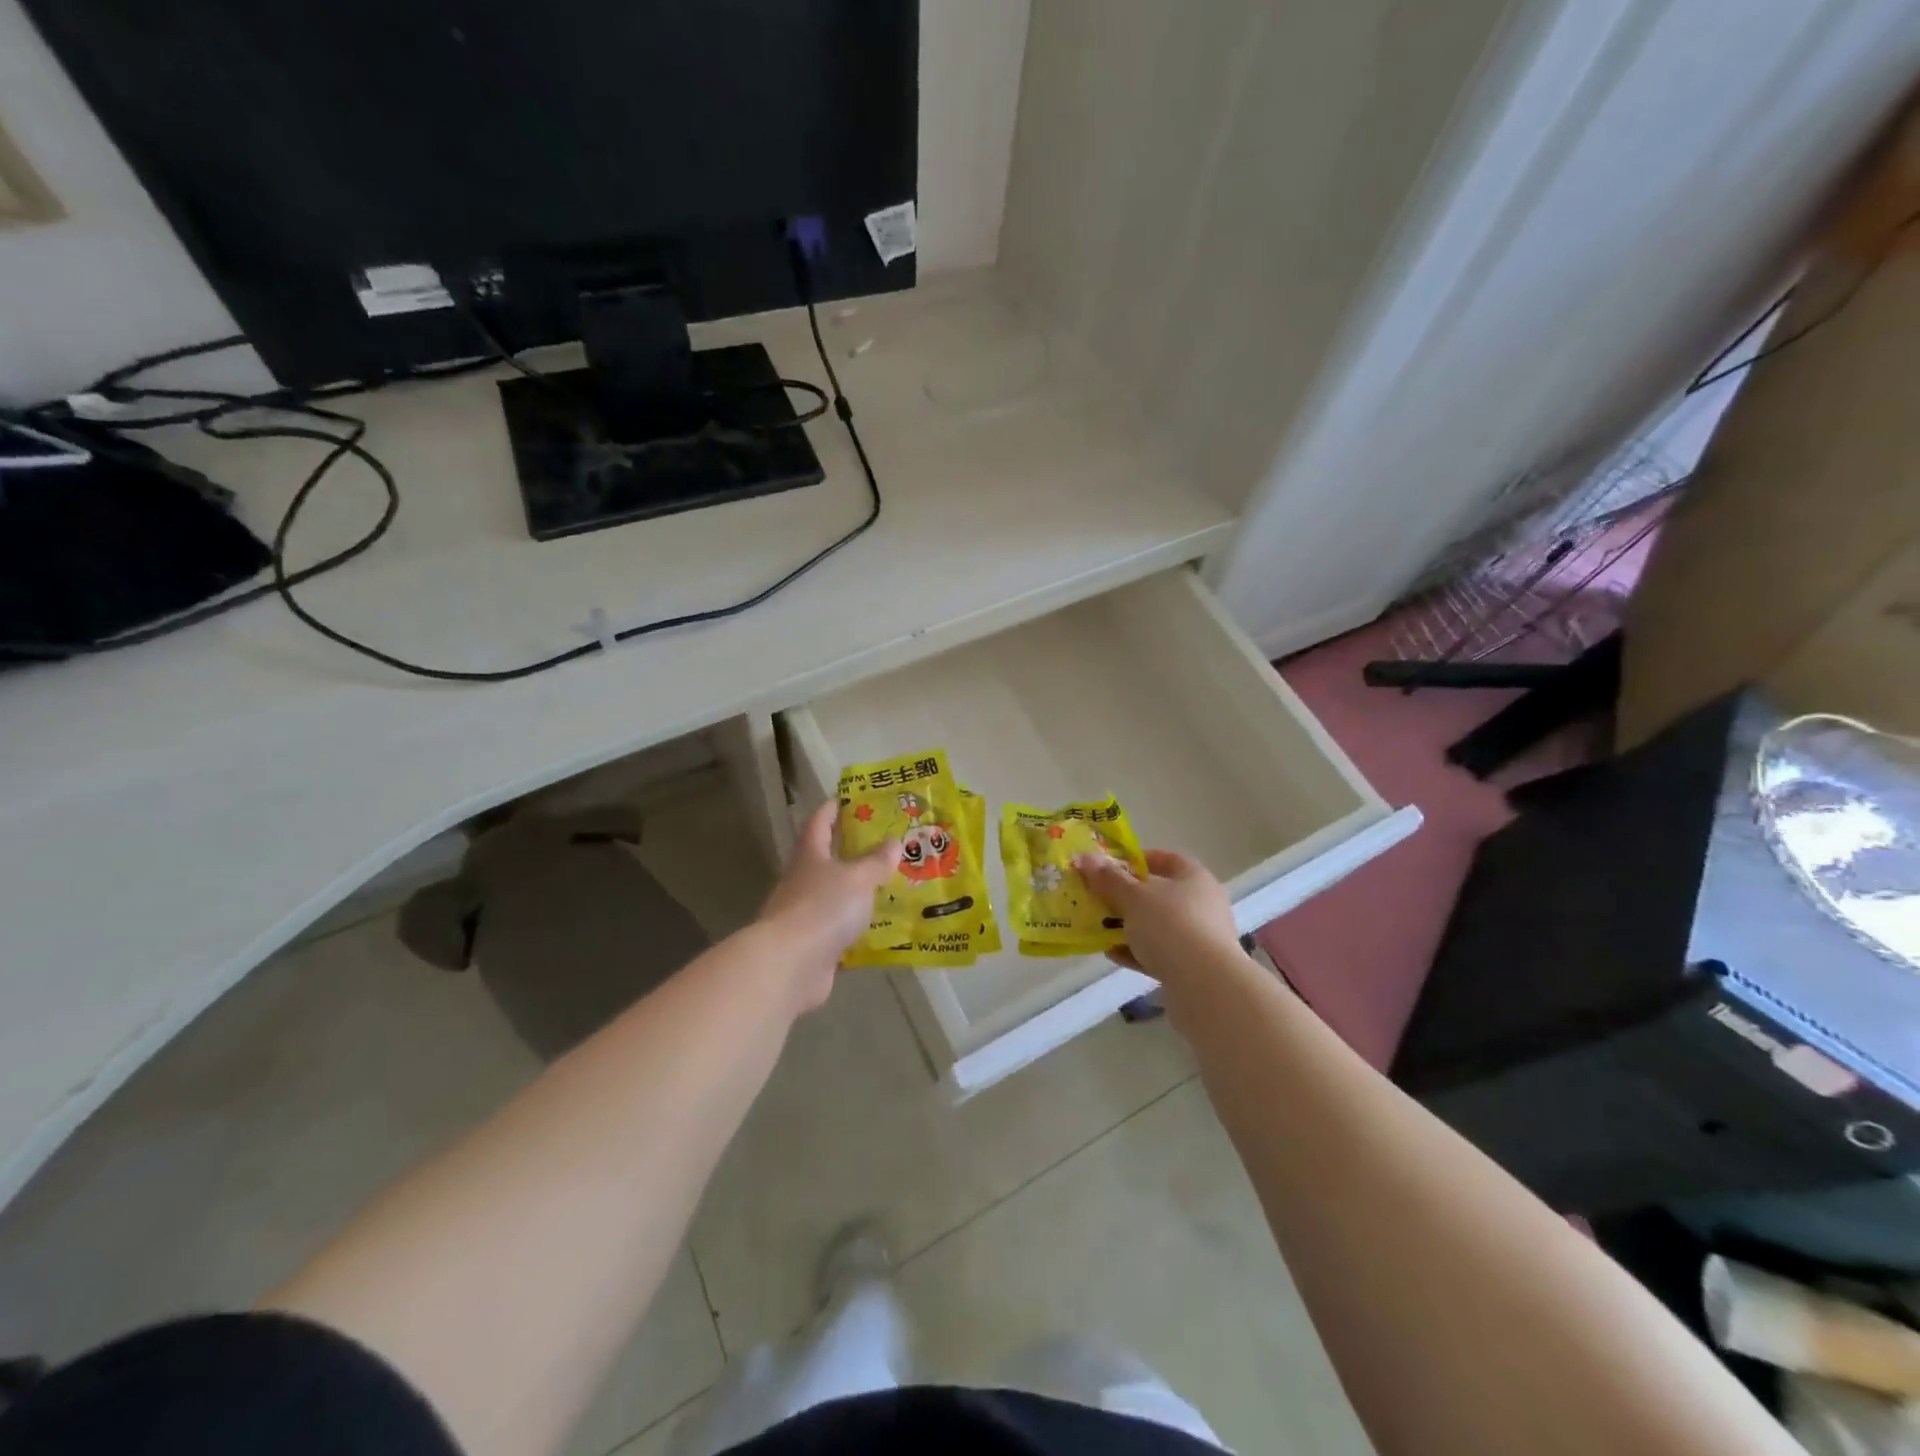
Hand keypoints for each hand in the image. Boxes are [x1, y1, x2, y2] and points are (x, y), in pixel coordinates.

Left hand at [758, 802, 898, 1012]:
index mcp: (811, 855)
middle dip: (853, 851)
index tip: (850, 799)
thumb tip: (893, 842)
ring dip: (858, 891)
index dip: (833, 809)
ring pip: (836, 896)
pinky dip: (859, 928)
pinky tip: (883, 928)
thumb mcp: (858, 878)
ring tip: (891, 885)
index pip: (820, 822)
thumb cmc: (823, 908)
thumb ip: (876, 861)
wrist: (791, 965)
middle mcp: (804, 881)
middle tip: (886, 844)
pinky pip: (841, 930)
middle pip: (827, 859)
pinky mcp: (814, 945)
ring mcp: (806, 915)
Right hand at [1075, 849, 1241, 994]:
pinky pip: (1160, 953)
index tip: (1109, 867)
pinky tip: (1112, 954)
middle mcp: (1202, 904)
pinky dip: (1136, 951)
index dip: (1137, 860)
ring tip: (1098, 927)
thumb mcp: (1133, 898)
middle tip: (1097, 898)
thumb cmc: (1170, 926)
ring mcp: (1200, 937)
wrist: (1205, 986)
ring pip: (1157, 926)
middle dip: (1126, 897)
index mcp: (1194, 878)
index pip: (1166, 859)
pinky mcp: (1194, 967)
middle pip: (1159, 894)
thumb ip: (1109, 878)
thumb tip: (1086, 858)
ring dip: (1129, 926)